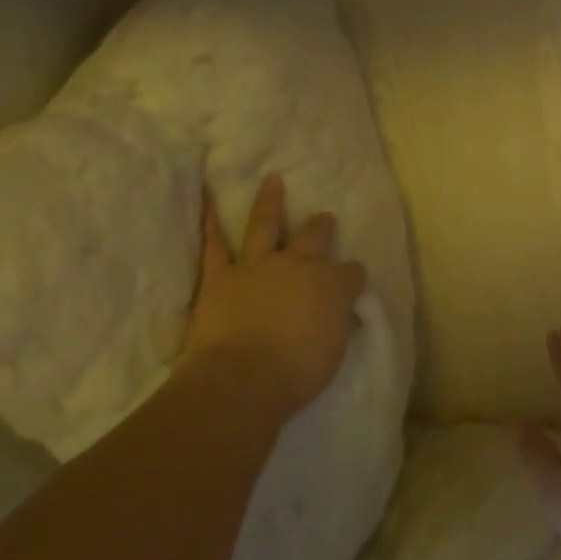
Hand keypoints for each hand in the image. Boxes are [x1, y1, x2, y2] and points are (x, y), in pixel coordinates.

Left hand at [180, 173, 367, 416]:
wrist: (244, 378)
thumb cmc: (298, 372)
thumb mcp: (333, 352)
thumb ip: (338, 326)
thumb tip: (346, 317)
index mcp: (331, 285)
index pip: (351, 272)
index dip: (352, 277)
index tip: (351, 283)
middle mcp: (298, 266)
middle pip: (316, 237)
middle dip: (322, 227)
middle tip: (324, 218)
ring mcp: (258, 266)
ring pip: (266, 226)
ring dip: (270, 201)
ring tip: (273, 180)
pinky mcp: (221, 276)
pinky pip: (214, 243)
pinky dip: (210, 220)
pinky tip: (209, 198)